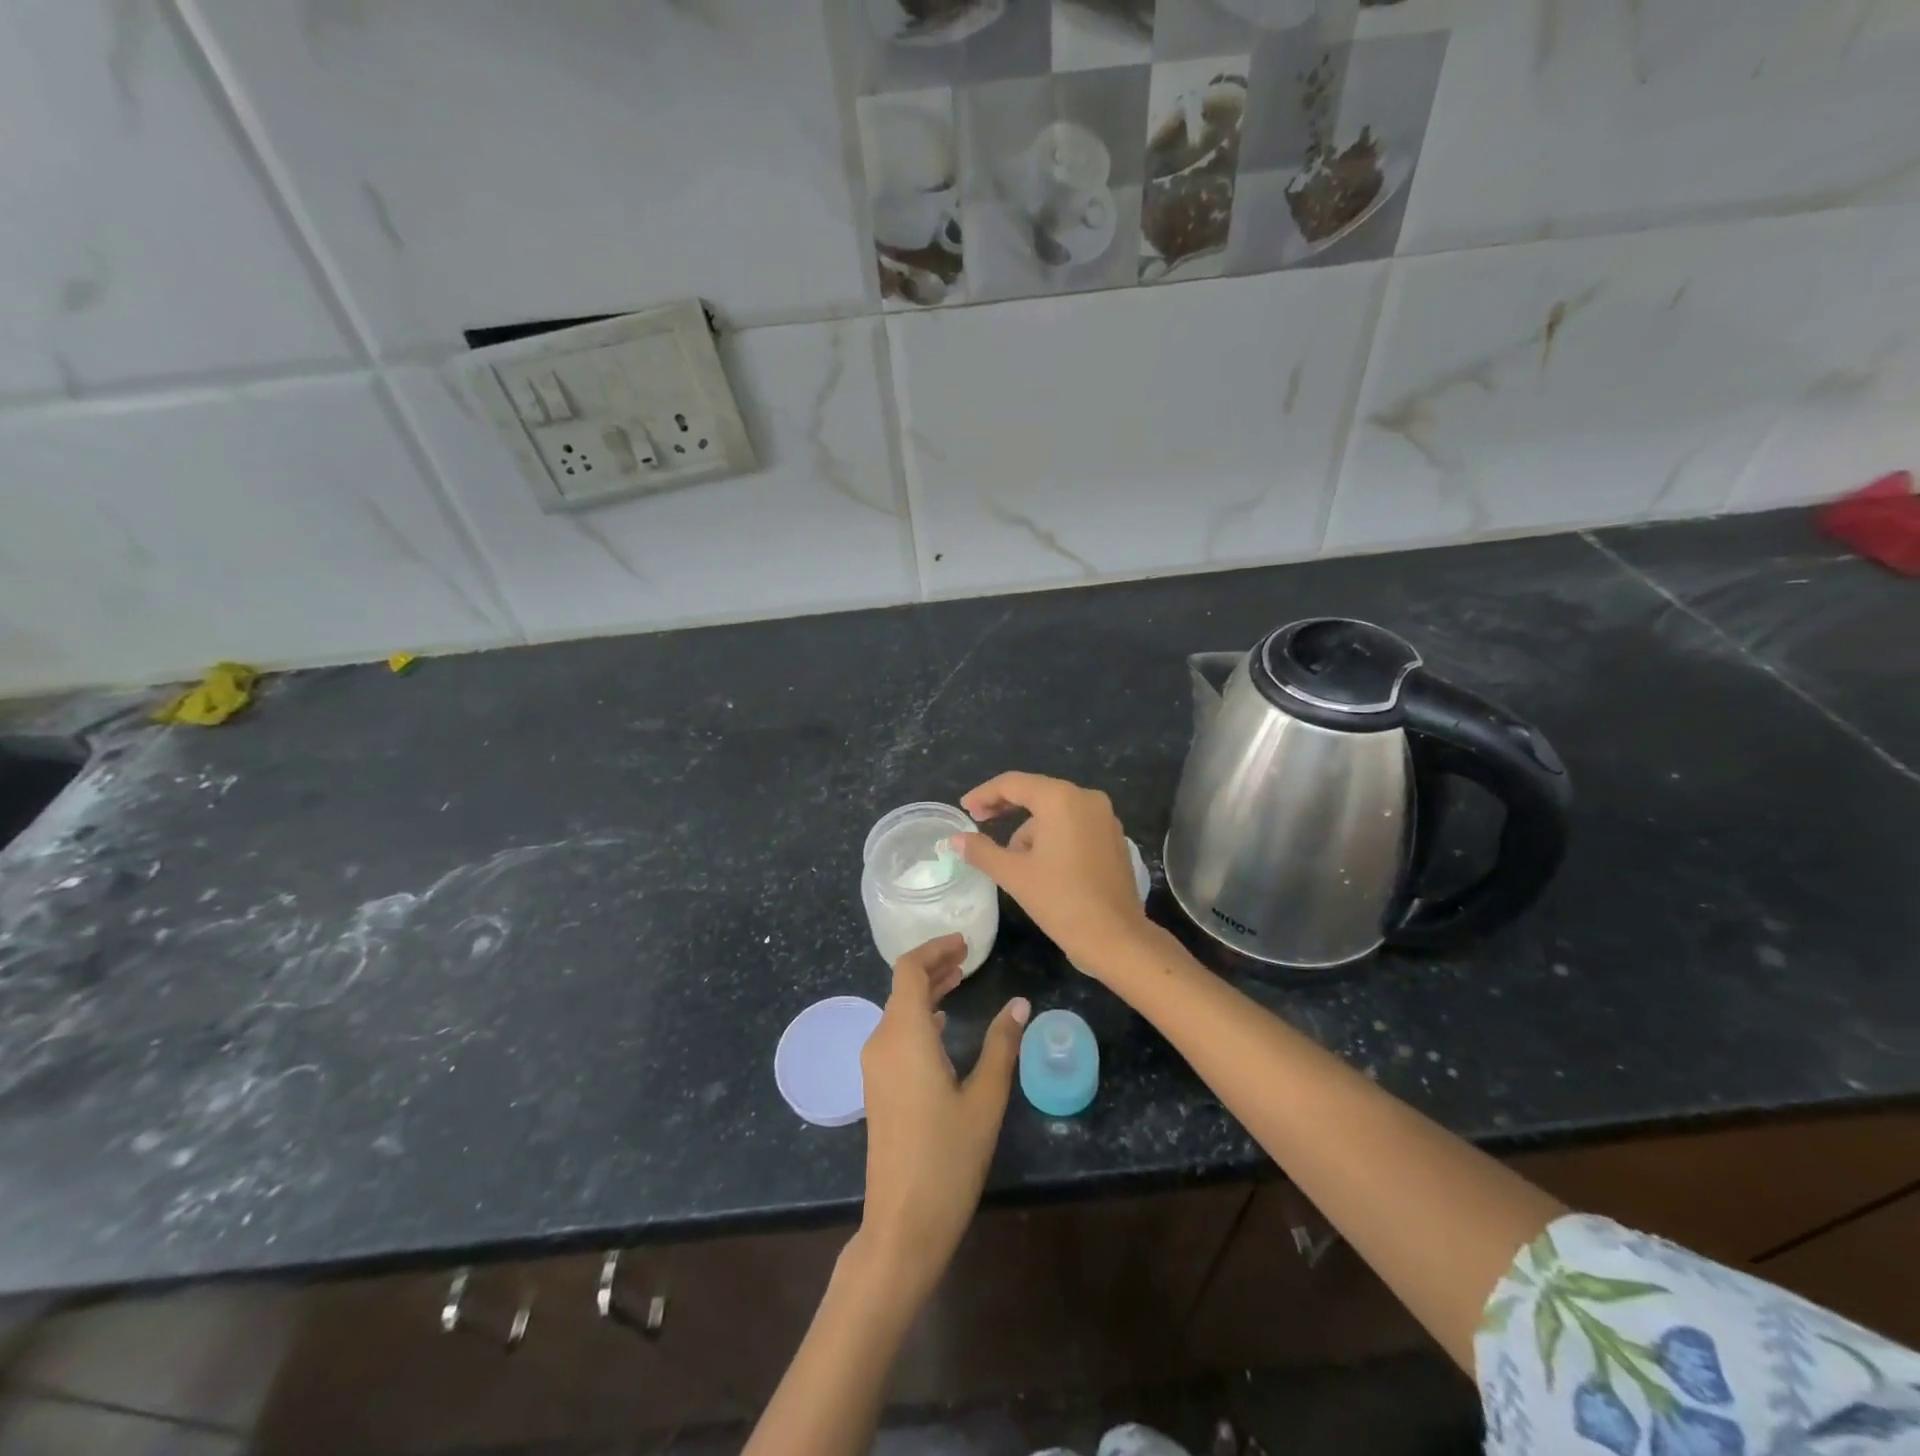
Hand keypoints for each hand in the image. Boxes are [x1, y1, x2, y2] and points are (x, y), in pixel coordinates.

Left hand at [856, 934, 1028, 1303]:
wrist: (903, 1223)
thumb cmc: (948, 1158)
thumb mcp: (985, 1099)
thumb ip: (1000, 1045)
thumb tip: (1019, 1003)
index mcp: (904, 1035)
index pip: (909, 970)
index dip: (935, 949)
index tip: (965, 943)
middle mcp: (881, 1042)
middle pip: (902, 987)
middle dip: (934, 966)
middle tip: (969, 957)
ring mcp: (875, 1066)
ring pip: (898, 1010)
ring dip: (927, 990)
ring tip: (961, 980)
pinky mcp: (877, 1086)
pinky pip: (896, 1033)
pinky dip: (919, 1016)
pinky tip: (942, 1023)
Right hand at [957, 772, 1151, 978]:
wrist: (1115, 937)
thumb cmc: (1060, 900)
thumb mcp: (1014, 874)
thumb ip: (981, 851)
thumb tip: (955, 840)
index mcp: (1060, 799)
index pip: (1013, 784)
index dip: (984, 794)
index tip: (965, 808)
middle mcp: (1086, 798)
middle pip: (1037, 792)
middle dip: (1006, 807)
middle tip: (979, 821)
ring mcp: (1105, 818)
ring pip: (1056, 812)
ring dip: (1030, 828)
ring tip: (1012, 860)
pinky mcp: (1114, 838)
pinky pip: (1075, 825)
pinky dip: (1054, 835)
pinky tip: (1041, 863)